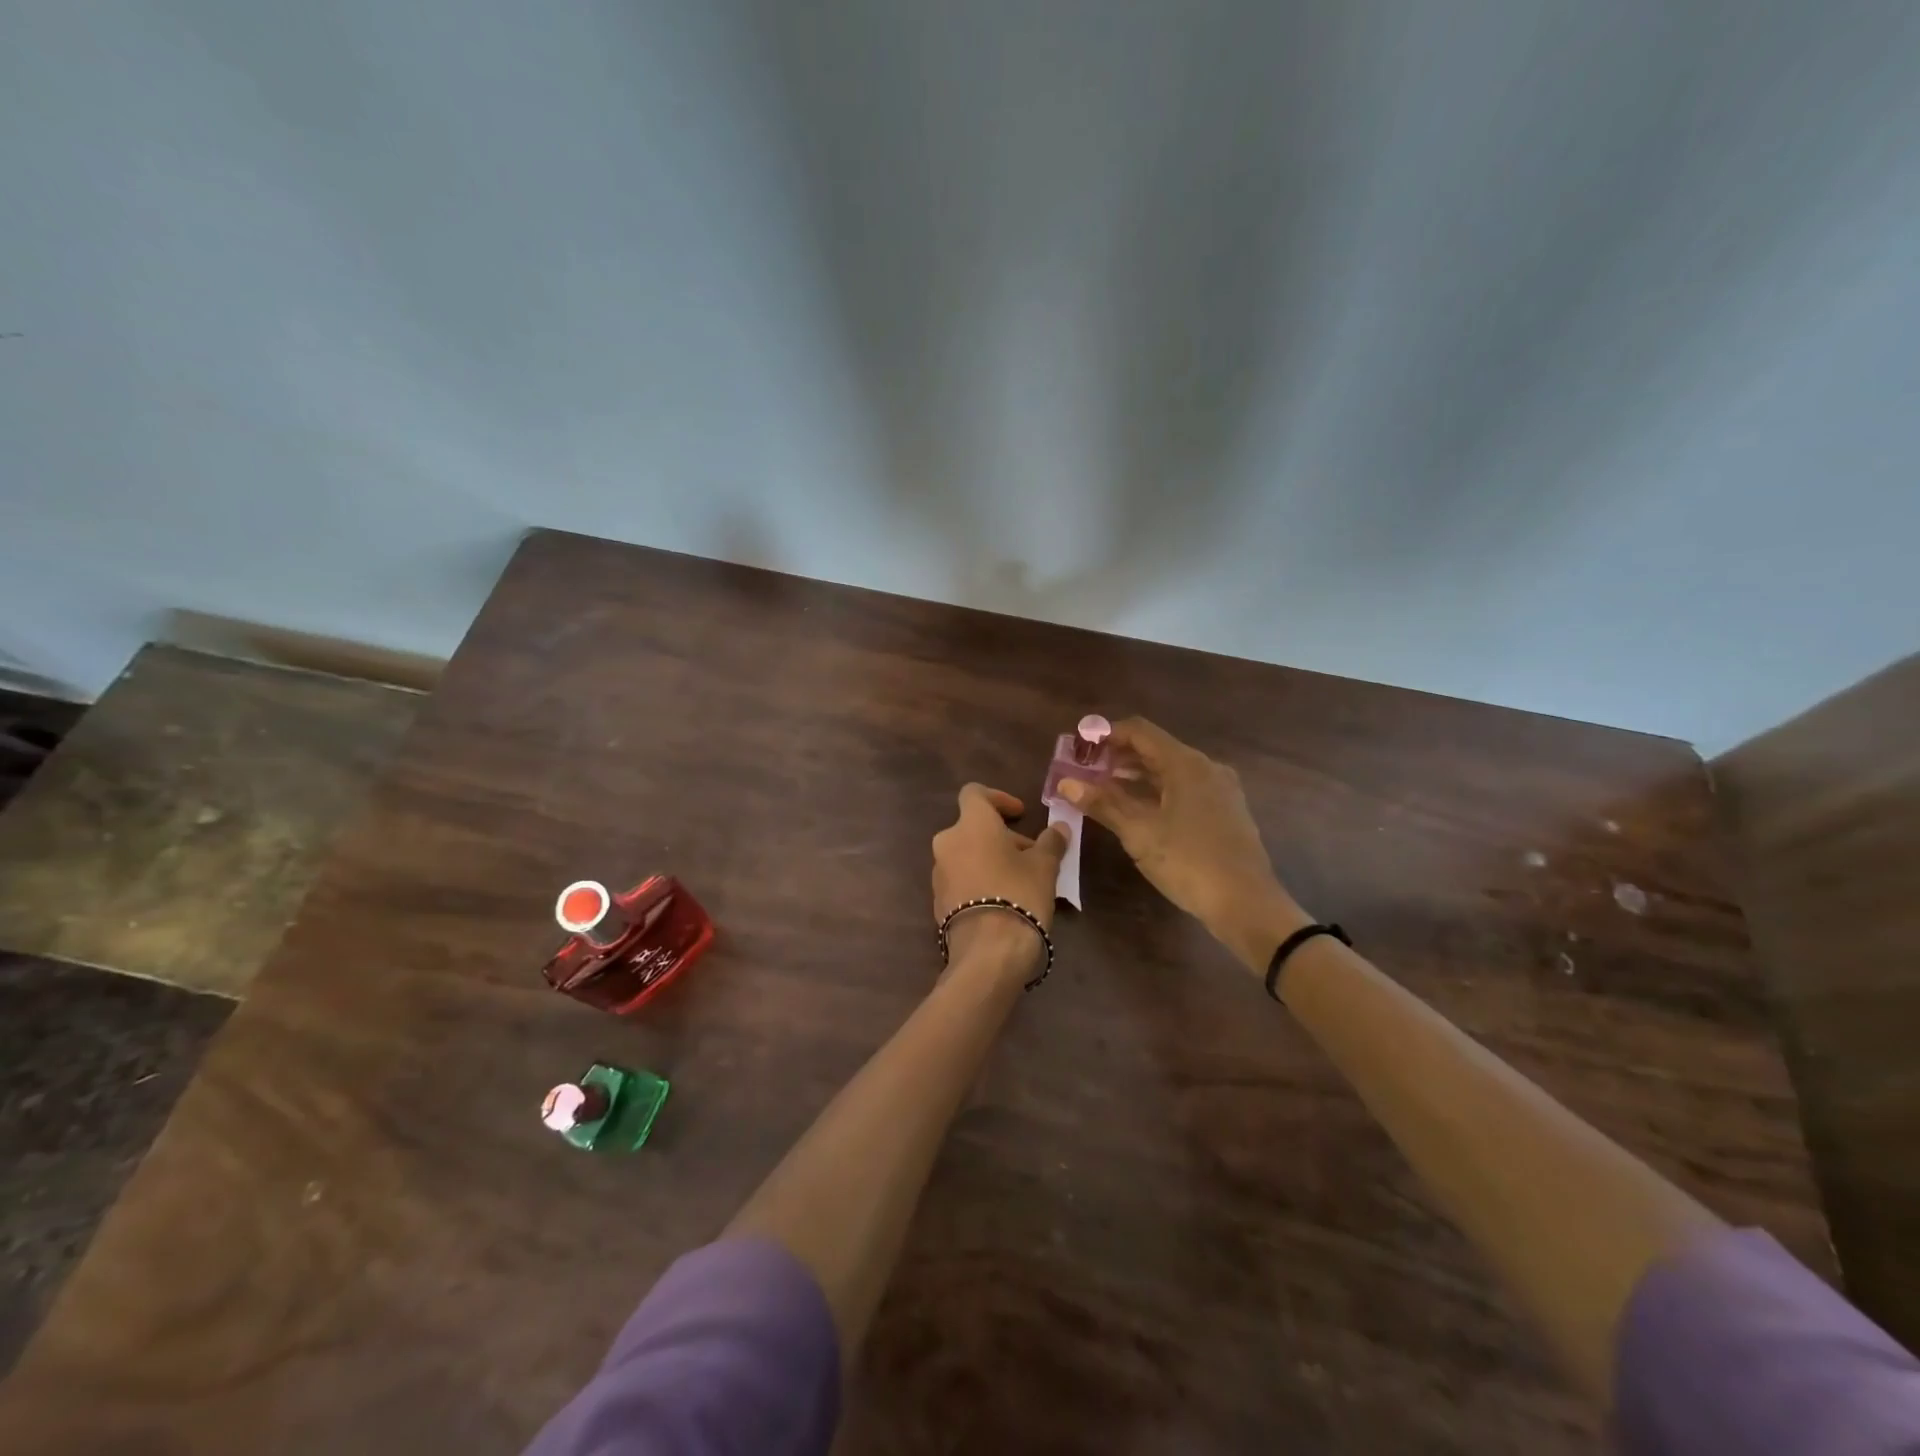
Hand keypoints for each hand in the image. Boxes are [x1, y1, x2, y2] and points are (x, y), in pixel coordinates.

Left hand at [931, 784, 1069, 975]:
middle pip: (974, 827)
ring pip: (967, 853)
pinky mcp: (938, 900)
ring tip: (1021, 880)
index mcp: (971, 824)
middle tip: (1032, 855)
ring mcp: (939, 872)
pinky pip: (961, 878)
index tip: (1019, 814)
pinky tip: (1003, 900)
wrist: (988, 951)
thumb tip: (1060, 827)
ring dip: (991, 858)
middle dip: (1003, 837)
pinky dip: (979, 879)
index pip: (975, 793)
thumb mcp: (1044, 867)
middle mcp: (948, 842)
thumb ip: (1051, 842)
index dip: (998, 799)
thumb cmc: (1019, 894)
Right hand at [1058, 718, 1308, 968]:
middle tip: (1086, 769)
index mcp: (1186, 764)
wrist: (1246, 904)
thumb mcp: (1139, 832)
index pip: (1140, 731)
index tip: (1079, 746)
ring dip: (1135, 775)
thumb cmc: (1189, 862)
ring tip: (1103, 789)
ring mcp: (1219, 790)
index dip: (1106, 733)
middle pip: (1155, 749)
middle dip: (1118, 756)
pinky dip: (1156, 791)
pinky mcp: (1225, 812)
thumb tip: (1066, 783)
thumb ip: (1103, 803)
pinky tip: (1138, 810)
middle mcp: (1206, 768)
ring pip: (1170, 771)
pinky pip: (1183, 789)